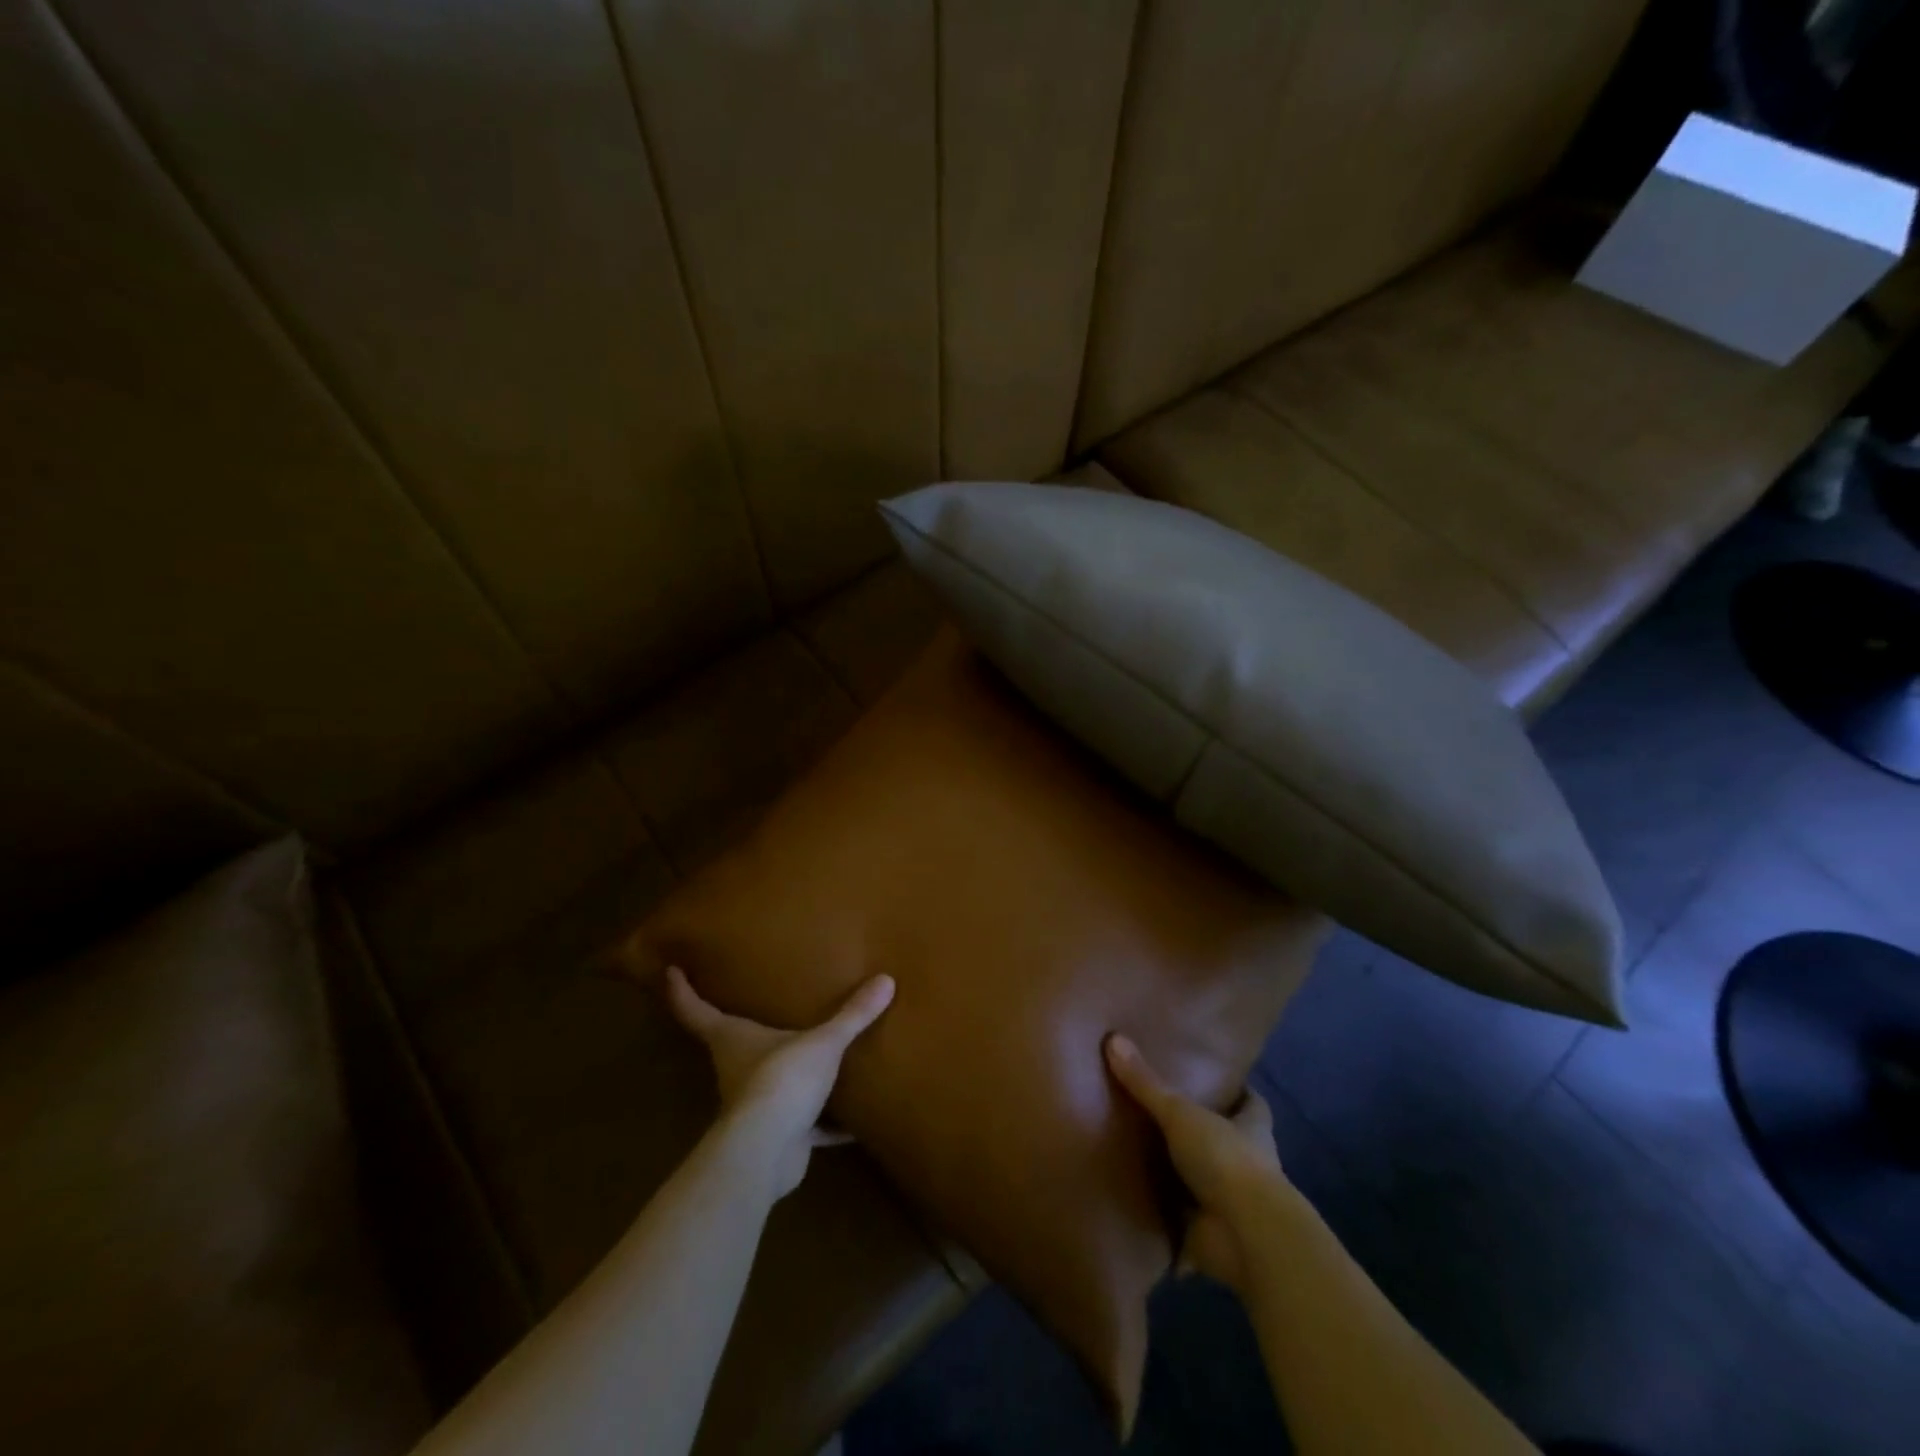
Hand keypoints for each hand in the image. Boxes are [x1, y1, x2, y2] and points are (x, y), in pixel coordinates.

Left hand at [665, 967, 894, 1196]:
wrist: (768, 1153)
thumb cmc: (781, 1080)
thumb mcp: (823, 1042)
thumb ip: (852, 1015)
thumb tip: (886, 980)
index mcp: (732, 1038)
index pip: (695, 1009)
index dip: (680, 989)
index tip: (670, 970)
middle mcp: (736, 1068)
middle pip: (731, 1044)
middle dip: (741, 1028)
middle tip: (758, 1004)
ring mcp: (755, 1105)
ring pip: (769, 1083)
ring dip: (788, 1074)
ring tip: (814, 1055)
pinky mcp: (778, 1136)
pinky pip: (805, 1124)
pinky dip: (826, 1124)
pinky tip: (853, 1123)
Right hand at [1105, 1033, 1287, 1292]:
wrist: (1246, 1236)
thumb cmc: (1226, 1160)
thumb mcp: (1181, 1113)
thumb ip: (1147, 1084)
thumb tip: (1114, 1038)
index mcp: (1251, 1129)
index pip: (1251, 1104)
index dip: (1238, 1092)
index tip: (1216, 1079)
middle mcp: (1247, 1164)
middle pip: (1226, 1141)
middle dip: (1202, 1134)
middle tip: (1162, 1114)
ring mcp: (1230, 1203)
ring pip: (1204, 1182)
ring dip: (1182, 1178)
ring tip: (1140, 1156)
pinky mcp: (1211, 1235)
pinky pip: (1182, 1223)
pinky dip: (1165, 1219)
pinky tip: (1137, 1205)